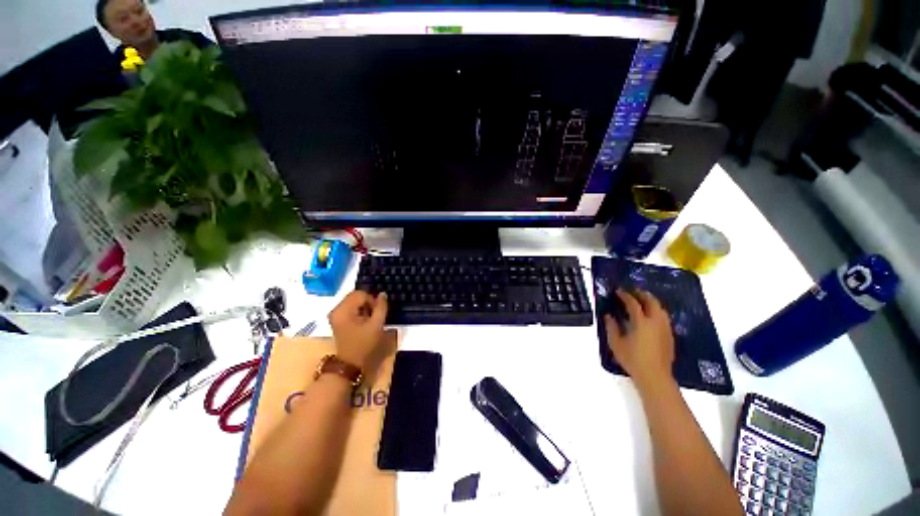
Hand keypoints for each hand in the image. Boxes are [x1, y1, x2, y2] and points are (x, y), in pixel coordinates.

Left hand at [329, 291, 388, 370]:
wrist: (350, 363)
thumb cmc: (364, 344)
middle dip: (367, 302)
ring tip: (369, 318)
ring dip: (363, 306)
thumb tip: (383, 294)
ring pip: (353, 301)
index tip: (377, 312)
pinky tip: (363, 320)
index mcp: (343, 310)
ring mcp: (335, 314)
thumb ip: (381, 307)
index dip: (372, 300)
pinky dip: (358, 310)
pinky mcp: (337, 319)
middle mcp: (336, 309)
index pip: (360, 294)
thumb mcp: (376, 325)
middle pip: (355, 295)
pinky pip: (350, 307)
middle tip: (374, 314)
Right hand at [604, 289, 674, 390]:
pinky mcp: (669, 335)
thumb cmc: (632, 359)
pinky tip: (650, 315)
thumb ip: (611, 327)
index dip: (625, 295)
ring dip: (651, 301)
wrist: (654, 376)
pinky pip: (664, 317)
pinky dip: (656, 310)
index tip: (618, 291)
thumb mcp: (616, 343)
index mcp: (641, 322)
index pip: (633, 303)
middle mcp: (655, 322)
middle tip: (632, 291)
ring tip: (642, 300)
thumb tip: (608, 315)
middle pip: (652, 301)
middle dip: (642, 294)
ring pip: (660, 308)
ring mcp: (665, 328)